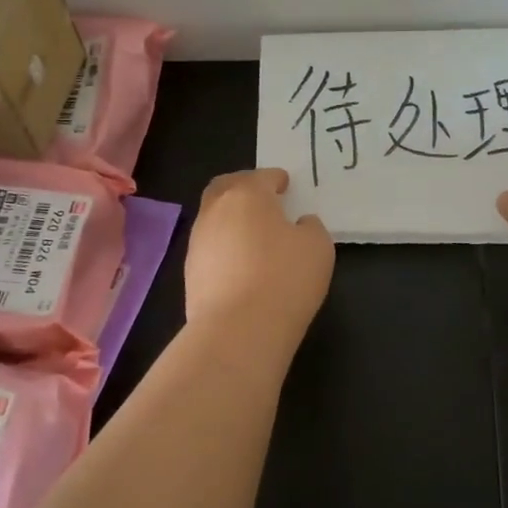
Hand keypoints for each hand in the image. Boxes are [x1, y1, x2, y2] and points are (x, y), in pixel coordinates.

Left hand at [186, 169, 334, 345]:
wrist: (238, 330)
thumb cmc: (285, 278)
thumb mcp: (318, 247)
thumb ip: (310, 228)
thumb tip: (299, 224)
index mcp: (248, 195)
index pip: (262, 177)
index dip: (275, 178)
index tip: (285, 184)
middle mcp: (216, 211)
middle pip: (225, 188)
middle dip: (242, 187)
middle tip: (261, 197)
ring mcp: (198, 242)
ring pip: (213, 218)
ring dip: (231, 219)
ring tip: (252, 233)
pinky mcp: (190, 273)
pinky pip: (210, 248)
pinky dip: (224, 246)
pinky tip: (241, 262)